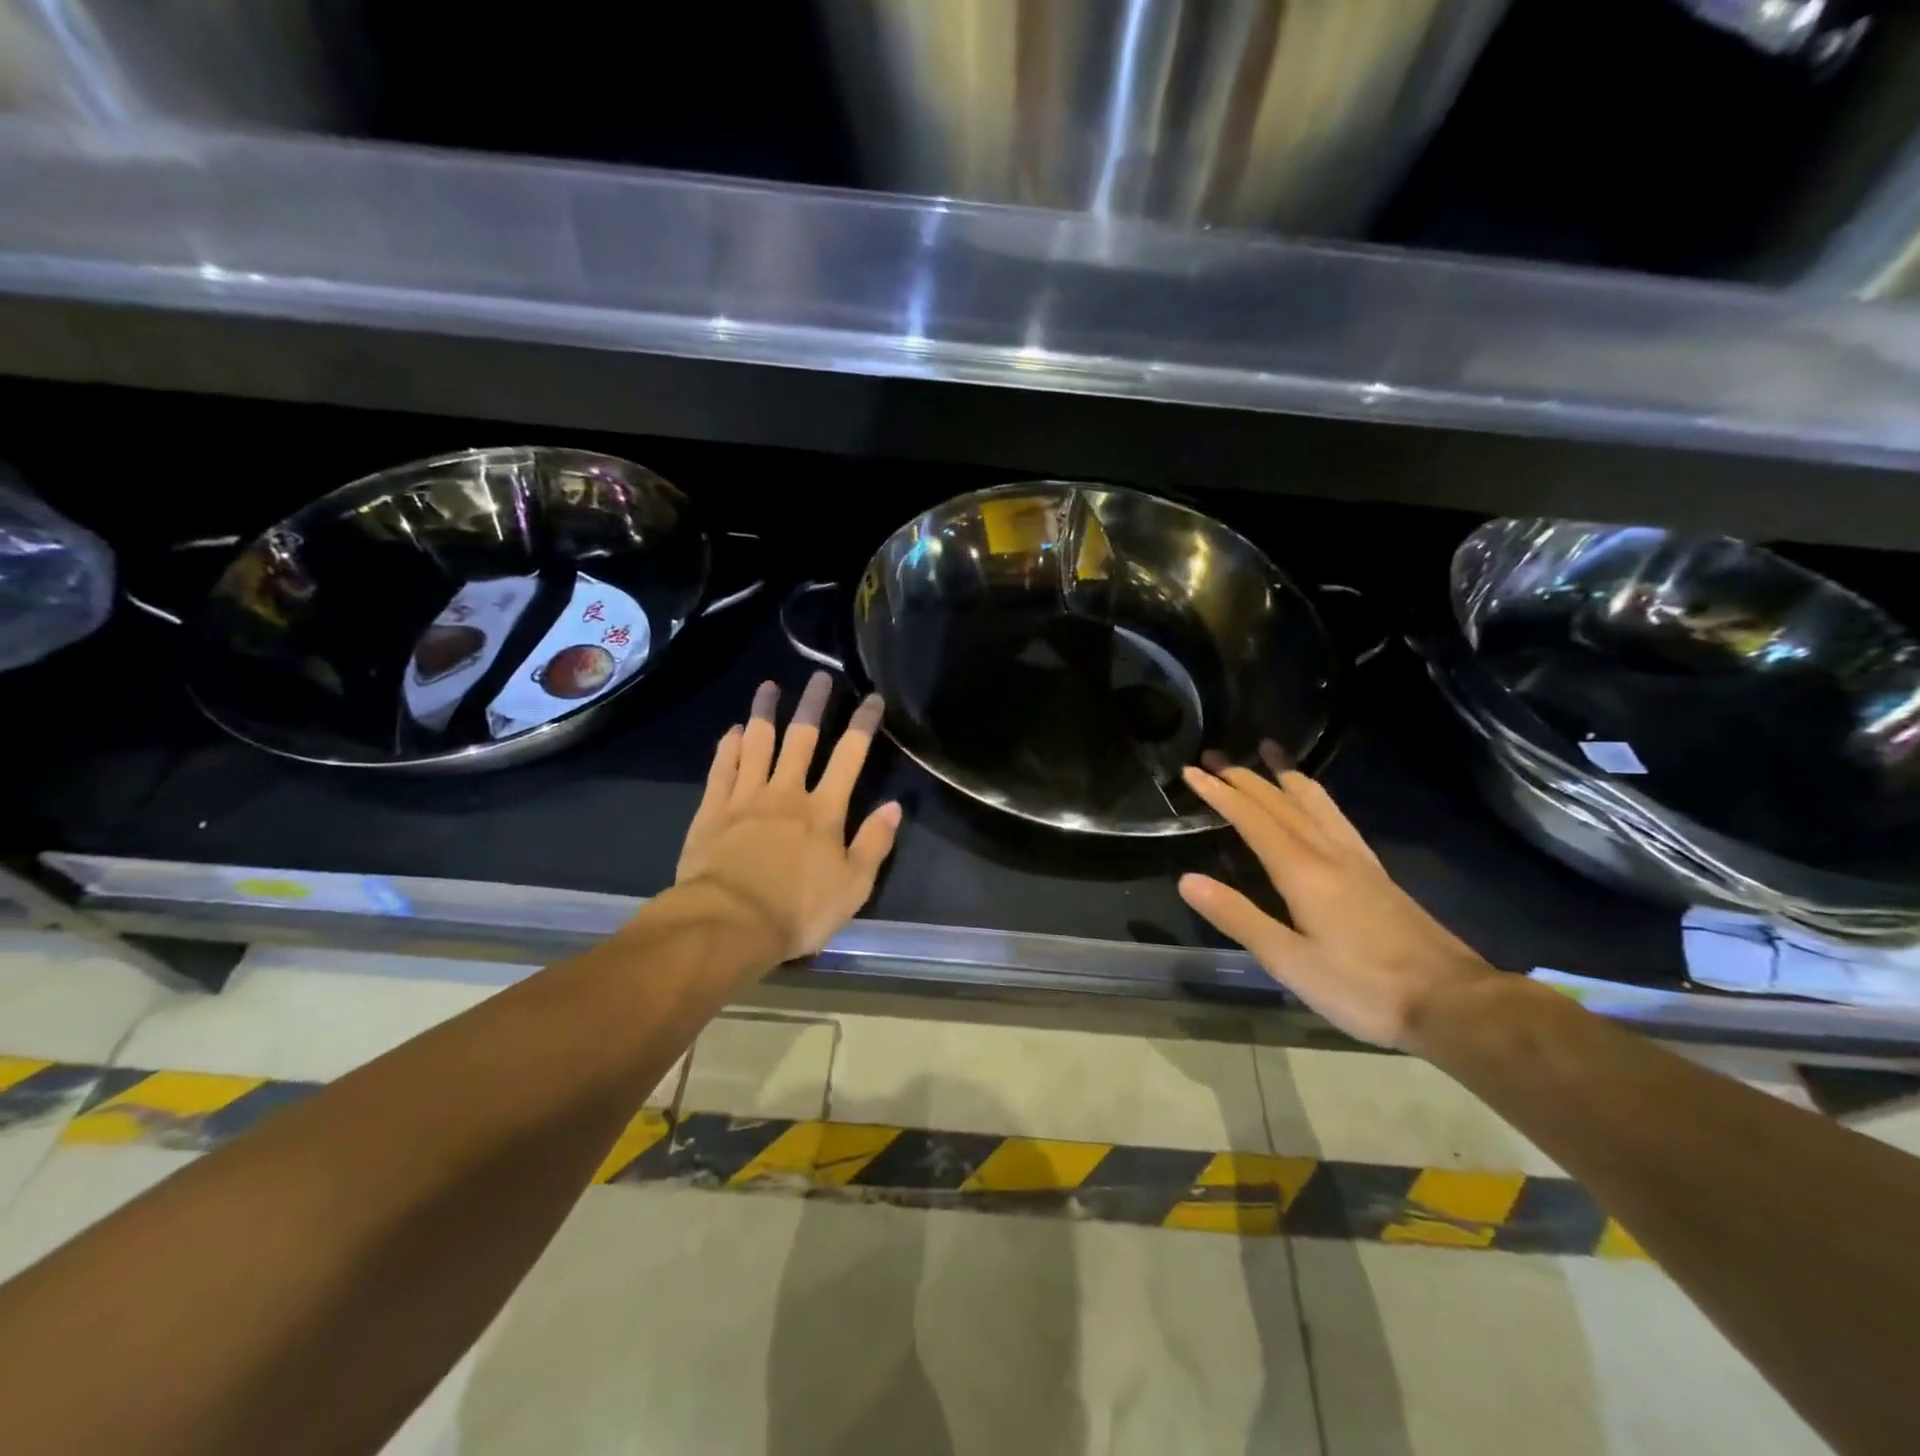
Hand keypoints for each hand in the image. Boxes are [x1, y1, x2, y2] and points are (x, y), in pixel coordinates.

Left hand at [674, 672, 901, 962]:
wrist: (728, 923)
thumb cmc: (798, 910)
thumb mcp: (853, 887)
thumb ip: (874, 844)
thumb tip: (893, 806)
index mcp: (823, 811)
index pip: (849, 757)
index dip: (862, 725)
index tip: (872, 698)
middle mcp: (786, 794)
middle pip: (801, 739)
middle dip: (813, 706)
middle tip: (819, 677)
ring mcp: (745, 798)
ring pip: (757, 744)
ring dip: (764, 713)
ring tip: (769, 686)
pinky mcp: (713, 810)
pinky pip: (722, 769)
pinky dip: (728, 747)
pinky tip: (733, 731)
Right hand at [1177, 752, 1498, 1050]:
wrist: (1454, 1003)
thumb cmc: (1364, 988)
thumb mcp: (1289, 961)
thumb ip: (1238, 917)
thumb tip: (1186, 879)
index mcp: (1303, 871)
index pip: (1253, 819)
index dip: (1220, 794)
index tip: (1191, 772)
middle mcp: (1330, 853)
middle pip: (1281, 803)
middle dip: (1244, 778)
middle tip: (1213, 758)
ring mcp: (1358, 861)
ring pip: (1316, 803)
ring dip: (1284, 776)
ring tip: (1267, 754)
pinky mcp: (1377, 874)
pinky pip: (1337, 818)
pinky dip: (1315, 797)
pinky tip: (1317, 804)